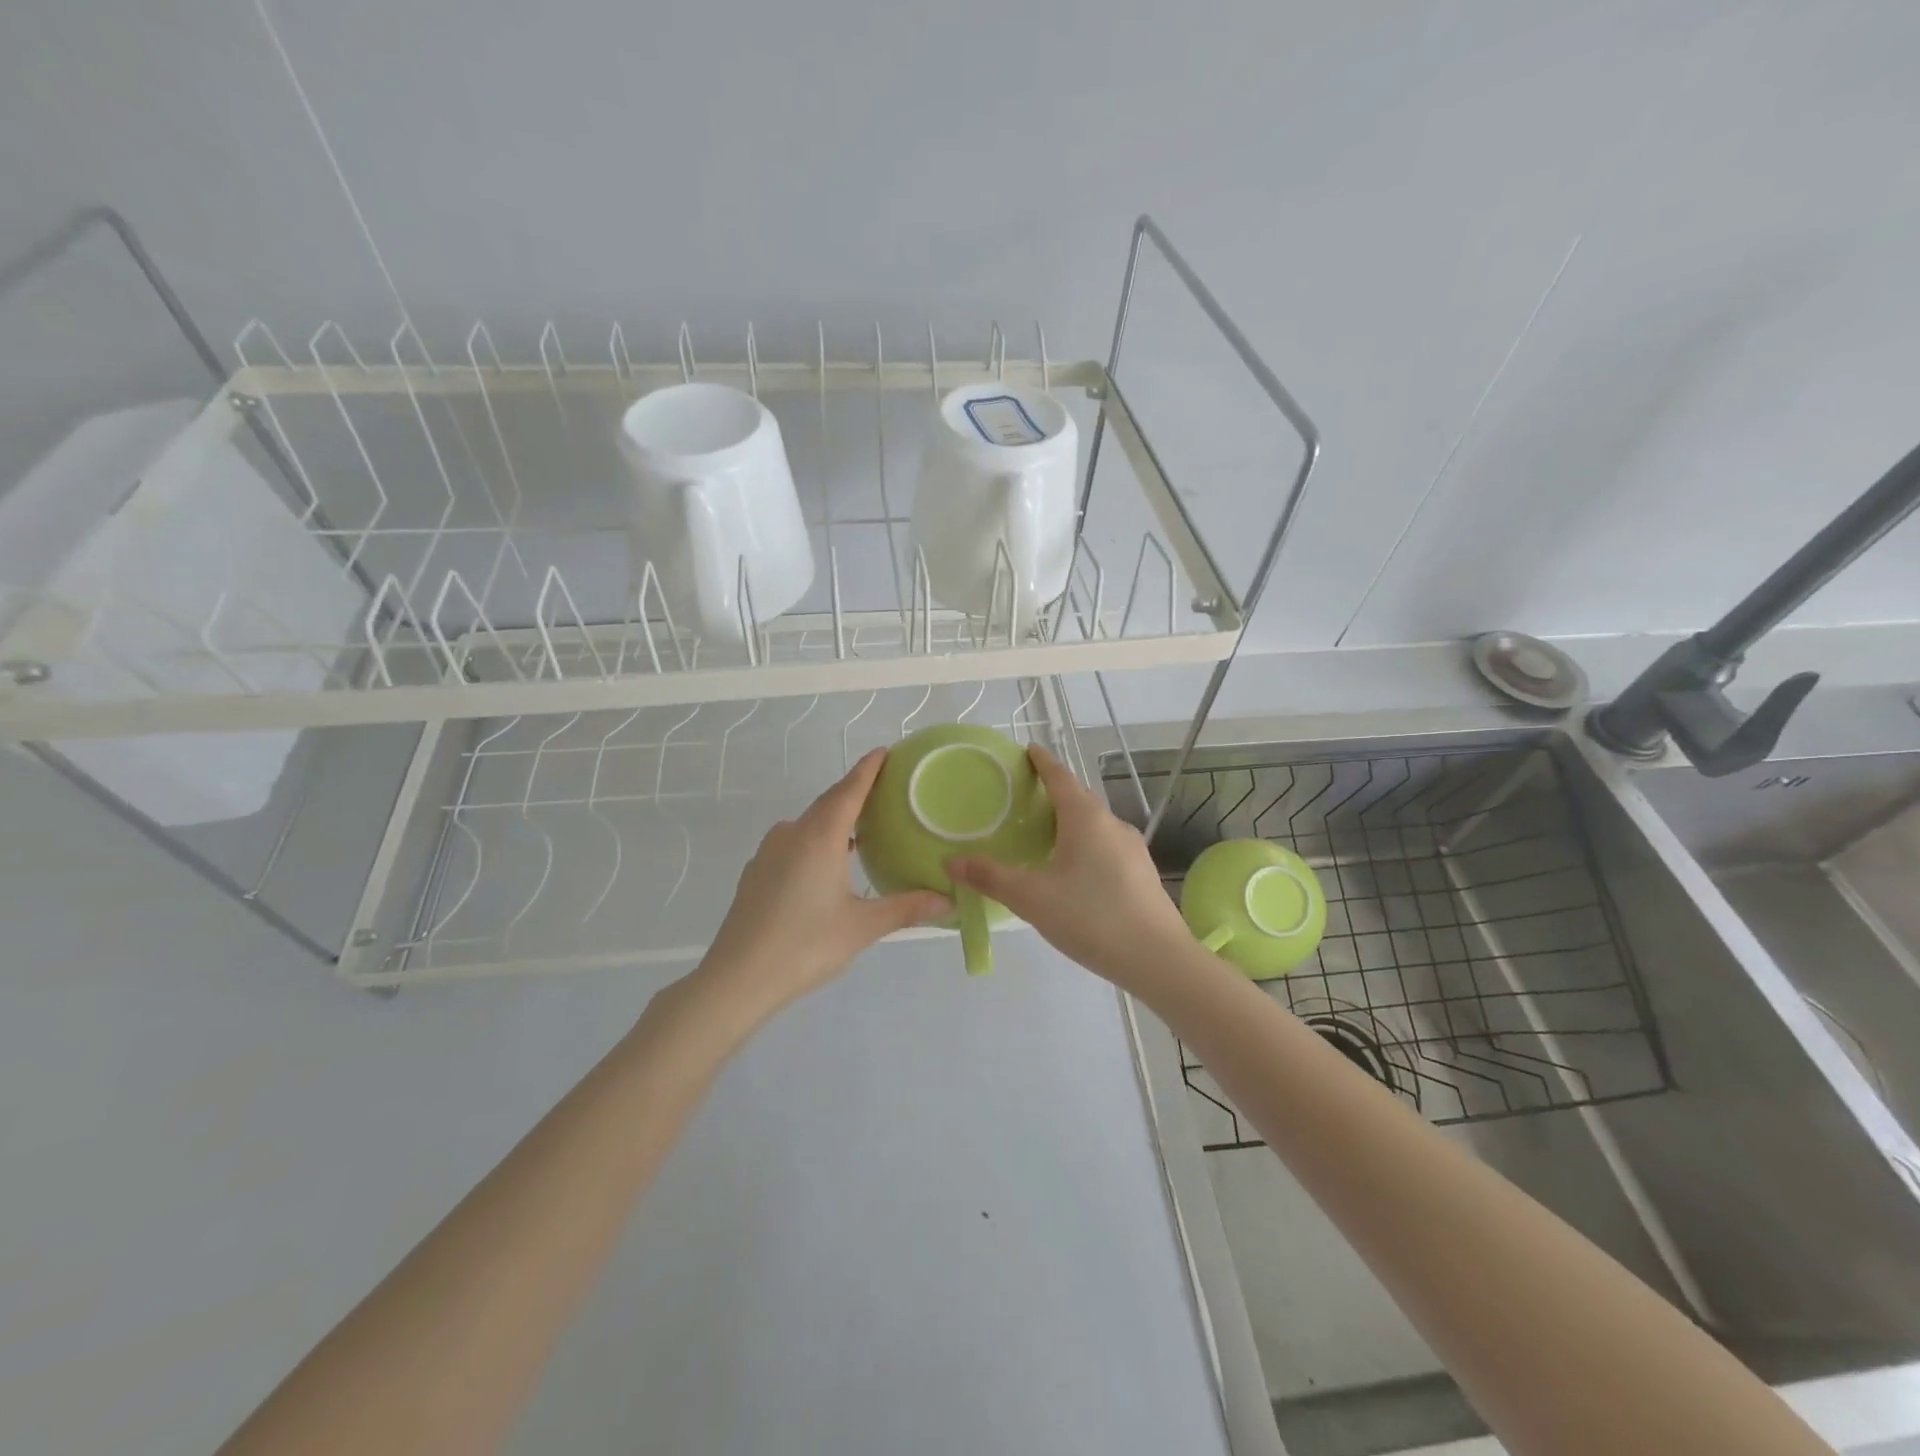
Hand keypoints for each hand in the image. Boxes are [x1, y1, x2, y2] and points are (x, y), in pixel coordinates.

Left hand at [691, 748, 950, 1019]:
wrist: (736, 979)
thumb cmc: (805, 946)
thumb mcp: (862, 927)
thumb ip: (906, 908)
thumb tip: (948, 900)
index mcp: (820, 837)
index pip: (849, 790)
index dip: (868, 769)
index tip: (884, 752)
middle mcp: (792, 834)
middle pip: (828, 803)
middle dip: (855, 793)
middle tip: (885, 792)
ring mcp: (768, 852)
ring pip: (808, 824)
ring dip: (834, 820)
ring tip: (862, 831)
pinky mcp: (756, 872)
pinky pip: (793, 843)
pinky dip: (815, 842)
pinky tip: (827, 866)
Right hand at [947, 744, 1192, 993]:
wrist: (1157, 959)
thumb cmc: (1091, 917)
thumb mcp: (1032, 898)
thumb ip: (990, 878)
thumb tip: (951, 862)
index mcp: (1086, 818)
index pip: (1060, 777)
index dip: (1042, 762)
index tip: (1028, 751)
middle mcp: (1112, 824)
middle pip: (1078, 799)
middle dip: (1053, 794)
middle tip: (1024, 799)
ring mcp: (1132, 849)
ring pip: (1094, 825)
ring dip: (1070, 822)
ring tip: (1044, 837)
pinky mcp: (1141, 873)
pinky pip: (1106, 847)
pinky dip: (1085, 846)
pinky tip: (1073, 872)